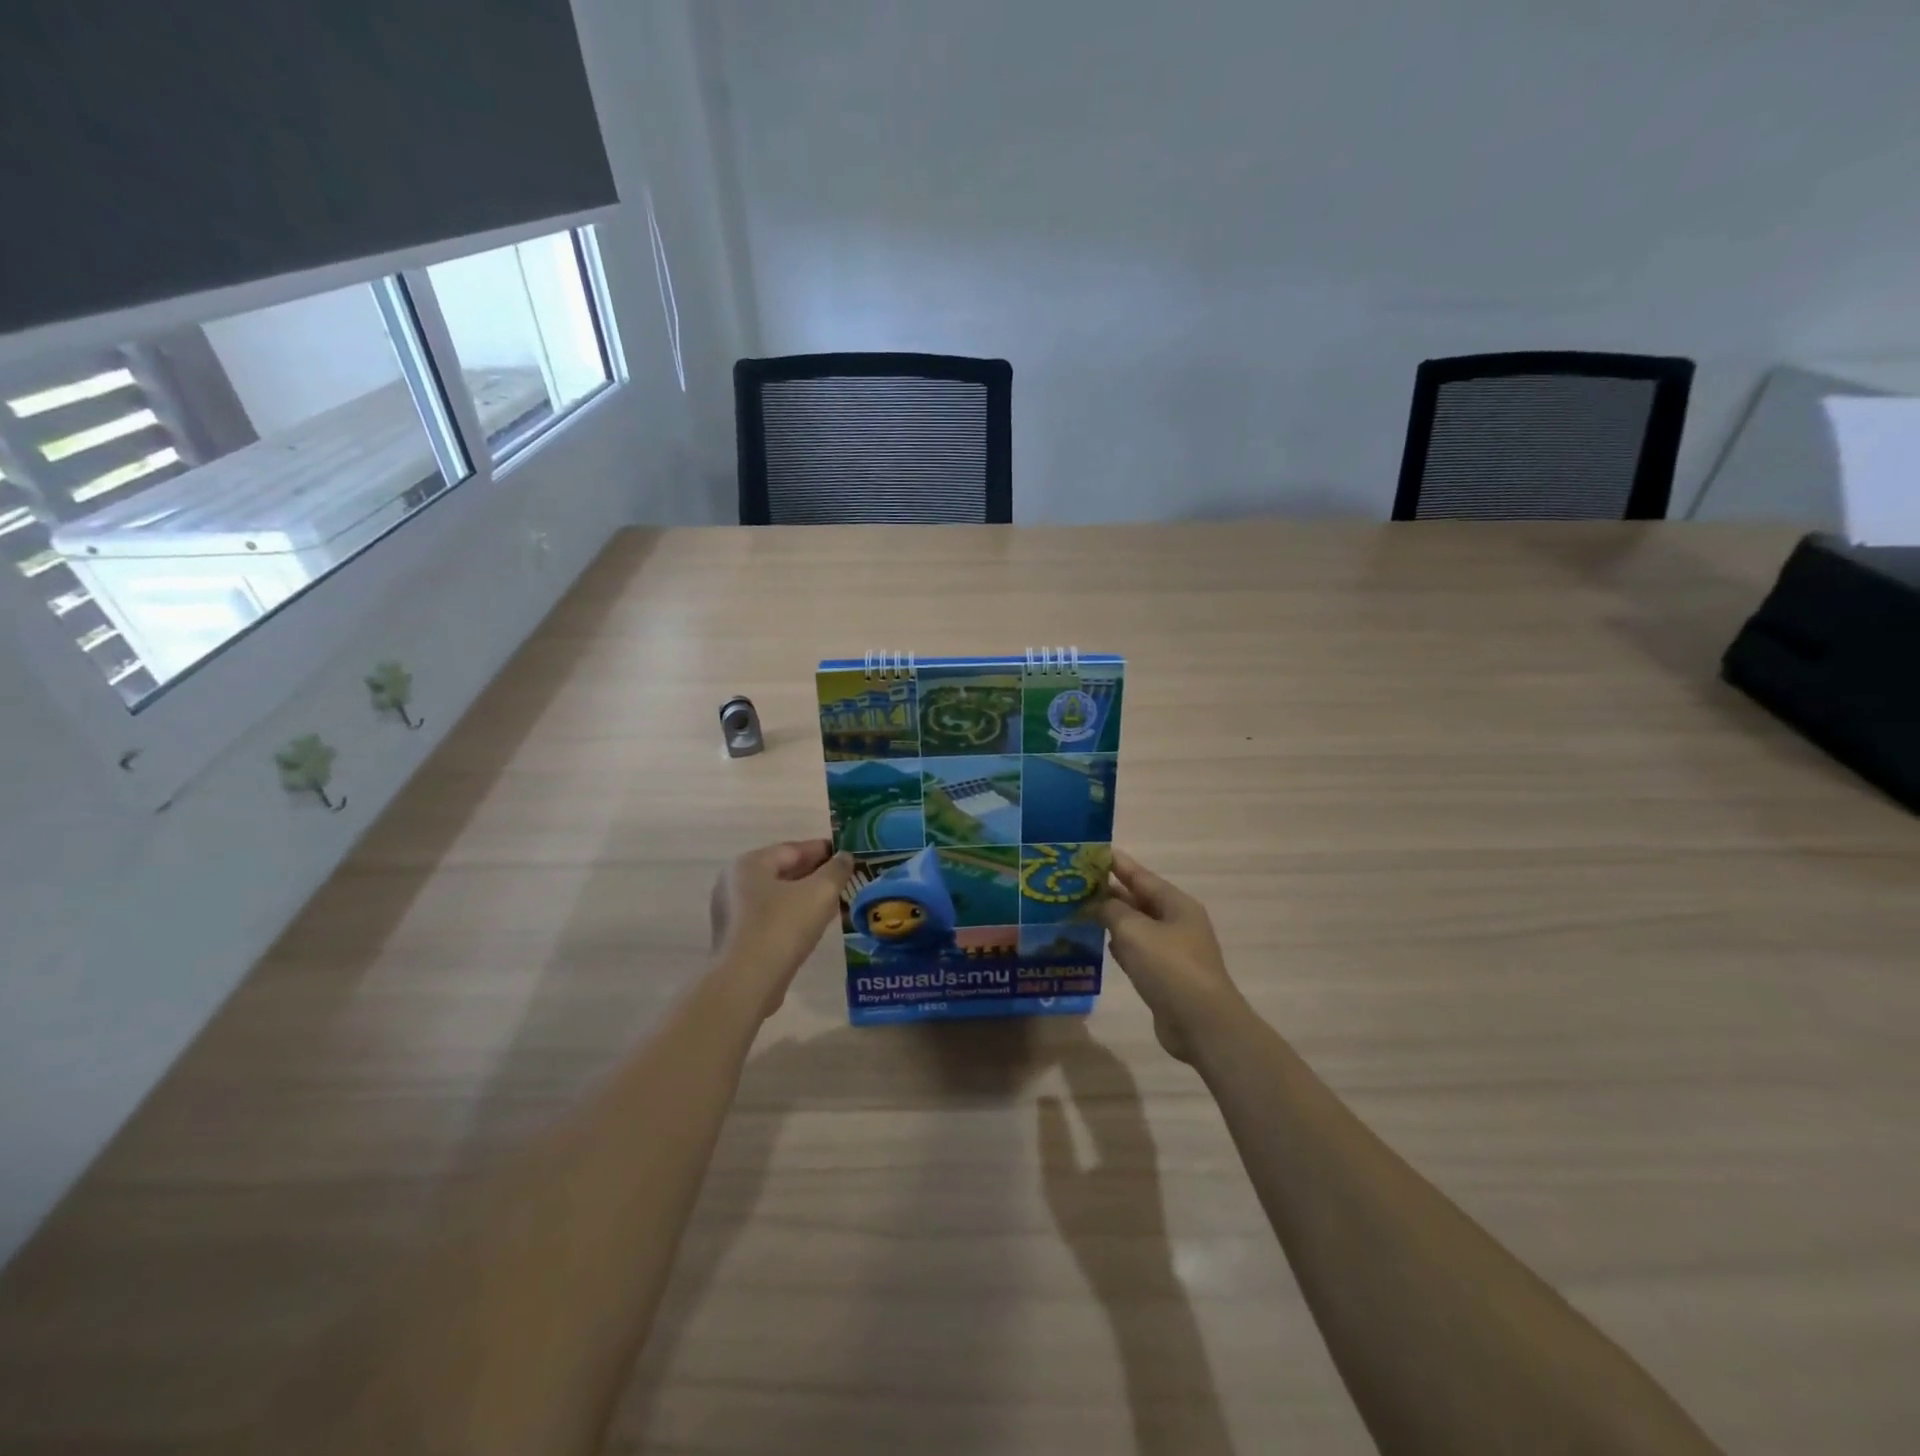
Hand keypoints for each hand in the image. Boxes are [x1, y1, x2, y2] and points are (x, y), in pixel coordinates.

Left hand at [709, 839, 853, 1019]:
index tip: (848, 855)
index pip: (793, 849)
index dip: (824, 850)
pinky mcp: (736, 939)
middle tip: (845, 879)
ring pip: (777, 897)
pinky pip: (770, 918)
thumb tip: (845, 857)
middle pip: (783, 872)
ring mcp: (731, 913)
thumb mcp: (820, 893)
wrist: (746, 984)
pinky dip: (792, 916)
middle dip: (815, 875)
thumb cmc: (782, 928)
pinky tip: (814, 926)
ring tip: (835, 902)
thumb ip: (836, 870)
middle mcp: (734, 883)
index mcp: (749, 864)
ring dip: (805, 897)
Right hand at [1098, 848, 1247, 1063]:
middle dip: (1108, 891)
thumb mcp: (1134, 930)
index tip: (1090, 852)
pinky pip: (1137, 951)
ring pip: (1135, 926)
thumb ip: (1112, 911)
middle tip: (1075, 882)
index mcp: (1175, 904)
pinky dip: (1118, 945)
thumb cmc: (1169, 968)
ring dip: (1111, 919)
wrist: (1201, 1023)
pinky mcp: (1164, 976)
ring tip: (1079, 909)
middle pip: (1137, 900)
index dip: (1115, 863)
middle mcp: (1176, 922)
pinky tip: (1099, 942)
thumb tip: (1100, 904)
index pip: (1139, 875)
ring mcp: (1172, 951)